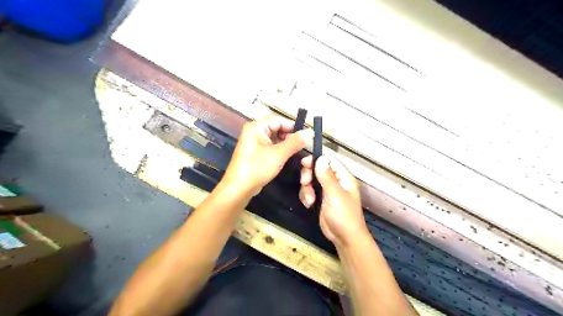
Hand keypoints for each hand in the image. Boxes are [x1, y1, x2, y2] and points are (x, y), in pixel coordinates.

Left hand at [223, 116, 312, 194]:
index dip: (293, 127)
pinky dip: (279, 149)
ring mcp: (254, 142)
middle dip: (289, 136)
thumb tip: (310, 132)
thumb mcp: (279, 154)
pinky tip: (287, 156)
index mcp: (256, 127)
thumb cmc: (257, 168)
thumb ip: (295, 142)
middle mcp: (254, 131)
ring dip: (285, 143)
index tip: (306, 136)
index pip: (279, 120)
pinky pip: (270, 146)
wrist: (239, 188)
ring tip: (297, 152)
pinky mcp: (255, 152)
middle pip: (276, 128)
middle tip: (302, 146)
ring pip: (274, 138)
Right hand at [299, 156, 369, 245]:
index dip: (317, 160)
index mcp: (343, 177)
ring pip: (311, 180)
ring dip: (306, 189)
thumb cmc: (344, 216)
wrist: (344, 238)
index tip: (305, 163)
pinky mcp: (320, 199)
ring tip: (310, 200)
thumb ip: (327, 177)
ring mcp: (327, 191)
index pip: (329, 161)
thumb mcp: (335, 195)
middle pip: (317, 169)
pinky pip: (309, 191)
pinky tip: (309, 204)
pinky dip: (306, 196)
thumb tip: (320, 159)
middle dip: (309, 175)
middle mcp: (335, 181)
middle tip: (305, 182)